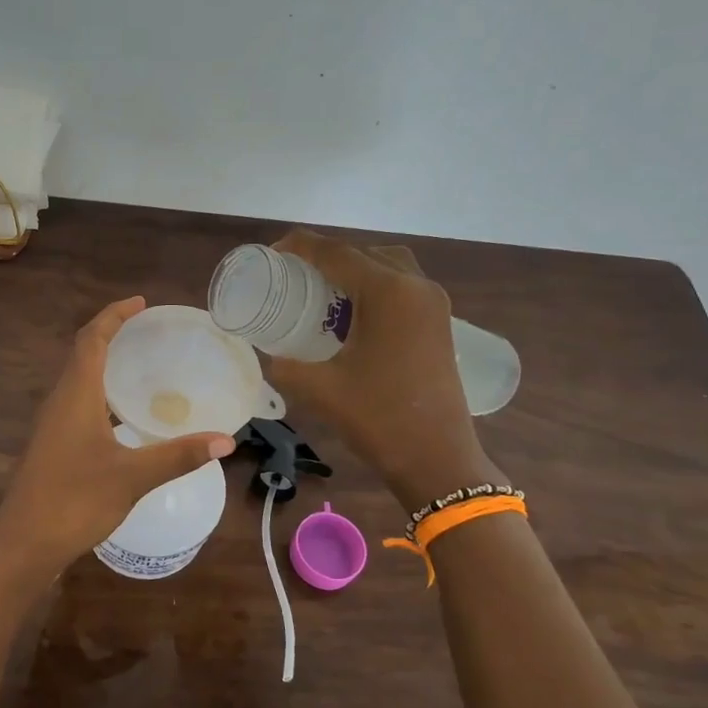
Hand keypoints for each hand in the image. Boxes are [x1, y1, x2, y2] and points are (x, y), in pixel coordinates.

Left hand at [0, 298, 234, 579]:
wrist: (24, 542)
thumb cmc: (75, 500)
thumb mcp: (133, 476)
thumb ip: (178, 455)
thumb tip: (226, 440)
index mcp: (75, 394)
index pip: (92, 338)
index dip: (114, 315)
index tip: (141, 303)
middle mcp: (60, 400)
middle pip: (83, 353)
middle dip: (112, 334)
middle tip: (148, 330)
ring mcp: (52, 424)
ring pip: (78, 379)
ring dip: (104, 363)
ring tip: (140, 364)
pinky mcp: (52, 445)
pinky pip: (77, 402)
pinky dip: (101, 392)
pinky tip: (123, 415)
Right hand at [265, 230, 500, 508]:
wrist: (437, 460)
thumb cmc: (378, 418)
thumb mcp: (319, 389)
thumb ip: (284, 365)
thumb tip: (268, 353)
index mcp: (389, 293)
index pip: (336, 253)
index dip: (301, 247)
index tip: (272, 253)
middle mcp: (416, 287)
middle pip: (365, 253)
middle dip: (328, 258)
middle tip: (296, 277)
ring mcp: (434, 305)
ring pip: (389, 267)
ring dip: (356, 272)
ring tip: (323, 295)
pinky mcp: (440, 325)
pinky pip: (403, 288)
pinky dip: (375, 289)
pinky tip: (352, 318)